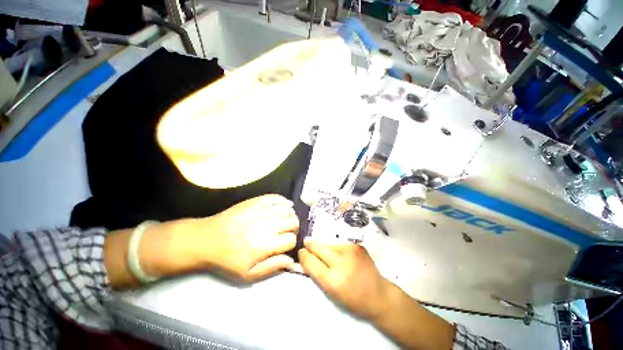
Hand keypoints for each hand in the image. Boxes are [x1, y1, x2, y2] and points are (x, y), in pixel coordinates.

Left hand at [137, 194, 298, 283]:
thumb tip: (291, 261)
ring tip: (285, 220)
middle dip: (293, 228)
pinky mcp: (256, 201)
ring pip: (288, 210)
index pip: (291, 239)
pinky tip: (285, 206)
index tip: (285, 244)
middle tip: (286, 232)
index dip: (291, 242)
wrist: (207, 239)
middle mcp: (267, 225)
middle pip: (293, 222)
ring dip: (290, 216)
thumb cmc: (227, 259)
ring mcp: (262, 210)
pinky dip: (284, 201)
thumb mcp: (248, 273)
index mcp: (265, 245)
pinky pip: (277, 198)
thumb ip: (272, 267)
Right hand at [298, 240, 390, 319]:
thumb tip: (304, 260)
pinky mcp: (357, 246)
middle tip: (306, 243)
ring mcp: (350, 252)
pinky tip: (337, 252)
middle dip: (310, 245)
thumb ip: (317, 275)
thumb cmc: (353, 300)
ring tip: (322, 249)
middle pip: (318, 247)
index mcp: (333, 281)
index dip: (303, 255)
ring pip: (328, 243)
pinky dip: (335, 247)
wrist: (379, 295)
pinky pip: (339, 244)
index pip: (311, 262)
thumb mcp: (332, 293)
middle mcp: (341, 263)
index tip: (301, 252)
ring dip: (323, 246)